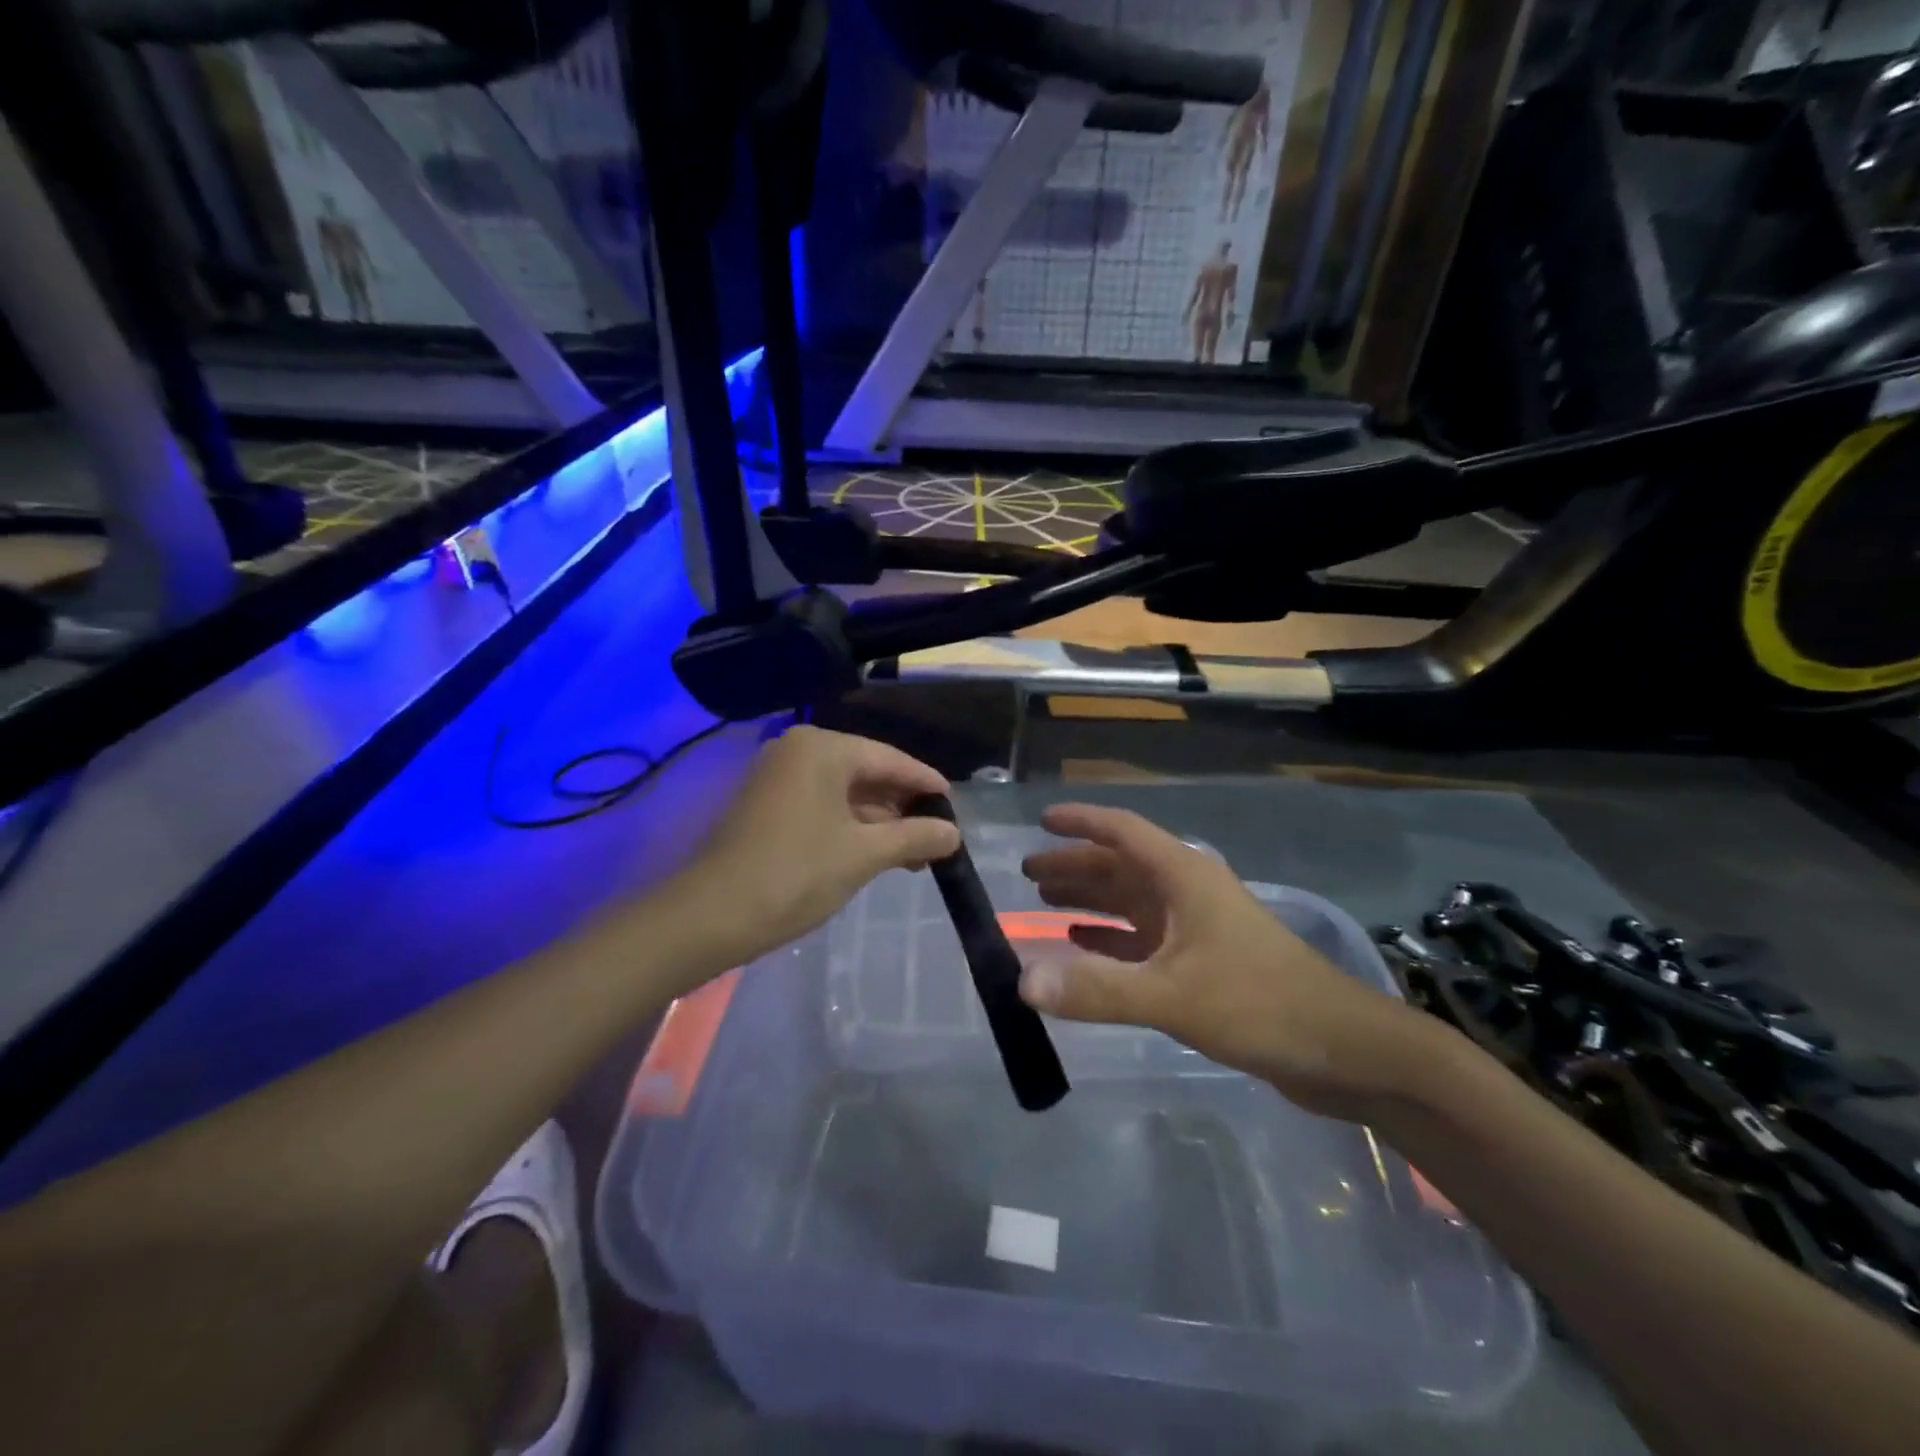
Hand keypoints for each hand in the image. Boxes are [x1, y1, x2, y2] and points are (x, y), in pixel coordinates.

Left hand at [669, 726, 961, 971]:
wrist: (711, 916)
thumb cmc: (794, 874)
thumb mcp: (864, 855)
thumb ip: (915, 837)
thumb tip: (953, 834)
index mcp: (822, 748)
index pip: (890, 759)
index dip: (926, 784)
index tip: (955, 808)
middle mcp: (799, 751)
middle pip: (868, 774)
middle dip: (903, 809)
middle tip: (938, 840)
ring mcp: (779, 778)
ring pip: (846, 794)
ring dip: (880, 823)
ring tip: (914, 856)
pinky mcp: (768, 805)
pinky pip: (823, 806)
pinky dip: (852, 828)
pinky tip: (877, 854)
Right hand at [1018, 803, 1441, 1121]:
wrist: (1344, 1049)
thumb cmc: (1260, 1003)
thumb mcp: (1173, 995)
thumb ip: (1097, 989)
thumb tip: (1022, 982)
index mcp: (1184, 877)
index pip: (1123, 831)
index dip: (1081, 822)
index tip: (1042, 820)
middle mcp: (1187, 892)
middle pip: (1121, 866)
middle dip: (1076, 865)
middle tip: (1028, 872)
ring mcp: (1197, 928)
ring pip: (1131, 902)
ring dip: (1090, 899)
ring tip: (1045, 901)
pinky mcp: (1204, 963)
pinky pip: (1142, 939)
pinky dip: (1110, 937)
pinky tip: (1084, 944)